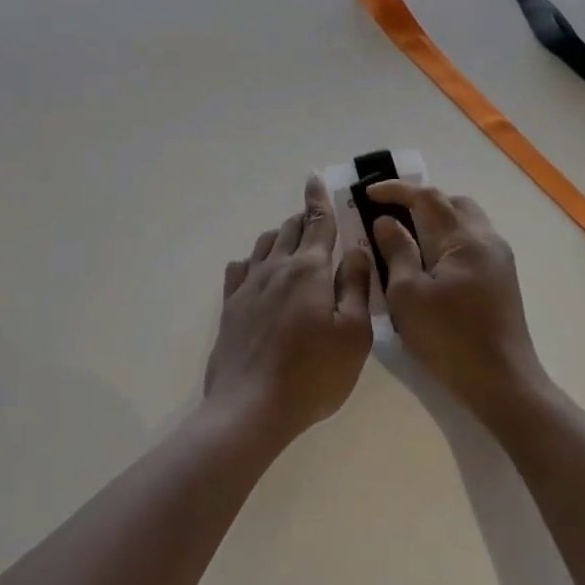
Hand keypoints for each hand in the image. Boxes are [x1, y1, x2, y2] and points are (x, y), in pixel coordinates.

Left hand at [205, 175, 373, 442]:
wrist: (250, 407)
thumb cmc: (313, 373)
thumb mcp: (353, 333)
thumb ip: (355, 286)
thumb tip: (355, 249)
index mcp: (309, 269)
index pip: (317, 222)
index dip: (319, 199)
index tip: (314, 177)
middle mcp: (275, 268)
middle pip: (290, 230)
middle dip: (304, 219)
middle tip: (316, 219)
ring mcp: (248, 286)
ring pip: (265, 245)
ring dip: (281, 236)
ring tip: (293, 242)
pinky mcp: (230, 307)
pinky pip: (241, 268)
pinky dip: (254, 260)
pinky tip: (258, 270)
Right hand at [367, 182, 548, 426]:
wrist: (502, 382)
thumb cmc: (449, 338)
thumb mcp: (408, 295)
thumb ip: (397, 251)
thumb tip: (386, 222)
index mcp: (464, 239)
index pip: (428, 197)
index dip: (396, 190)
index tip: (368, 193)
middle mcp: (486, 239)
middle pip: (452, 202)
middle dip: (419, 201)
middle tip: (389, 213)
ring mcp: (499, 258)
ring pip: (465, 220)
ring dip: (436, 219)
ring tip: (407, 235)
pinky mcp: (502, 277)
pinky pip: (472, 241)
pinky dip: (447, 237)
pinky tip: (429, 260)